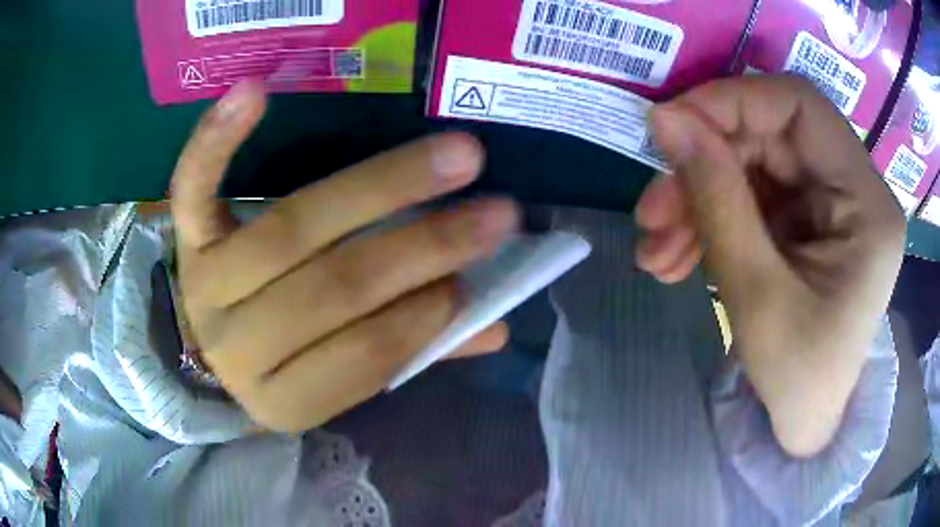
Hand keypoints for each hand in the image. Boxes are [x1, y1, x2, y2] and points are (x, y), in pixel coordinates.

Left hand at [170, 82, 515, 432]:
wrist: (218, 345)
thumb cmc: (289, 363)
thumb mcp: (343, 377)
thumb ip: (413, 351)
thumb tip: (493, 326)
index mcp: (283, 399)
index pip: (362, 359)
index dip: (422, 319)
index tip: (474, 282)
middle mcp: (237, 345)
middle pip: (333, 286)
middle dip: (425, 245)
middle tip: (497, 211)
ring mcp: (206, 284)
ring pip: (291, 231)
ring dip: (381, 187)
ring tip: (457, 157)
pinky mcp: (186, 237)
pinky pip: (194, 185)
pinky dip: (219, 139)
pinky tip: (255, 93)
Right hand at [635, 75, 904, 456]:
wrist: (801, 424)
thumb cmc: (796, 378)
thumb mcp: (756, 294)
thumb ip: (716, 197)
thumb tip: (664, 119)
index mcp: (867, 204)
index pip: (800, 106)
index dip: (733, 101)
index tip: (670, 126)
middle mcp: (854, 190)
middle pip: (769, 137)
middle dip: (704, 166)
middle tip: (650, 212)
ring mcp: (829, 204)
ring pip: (752, 167)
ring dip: (698, 199)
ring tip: (656, 250)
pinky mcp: (807, 220)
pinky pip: (752, 197)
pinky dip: (709, 220)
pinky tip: (677, 256)